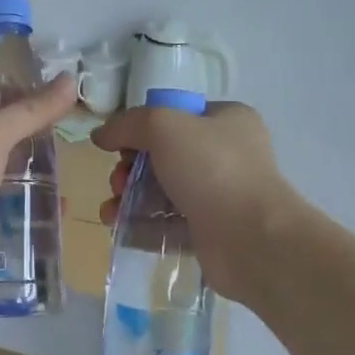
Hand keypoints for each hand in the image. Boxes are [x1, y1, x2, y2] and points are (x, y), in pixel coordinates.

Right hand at [91, 100, 292, 304]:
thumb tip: (101, 135)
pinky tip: (119, 228)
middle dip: (131, 168)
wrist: (254, 240)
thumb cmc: (212, 169)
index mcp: (227, 120)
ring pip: (163, 191)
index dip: (142, 128)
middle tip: (118, 181)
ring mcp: (221, 195)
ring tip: (111, 211)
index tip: (120, 146)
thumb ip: (127, 124)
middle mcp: (227, 154)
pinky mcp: (212, 232)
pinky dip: (143, 225)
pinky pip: (169, 224)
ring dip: (130, 198)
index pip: (175, 115)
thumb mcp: (163, 126)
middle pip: (164, 155)